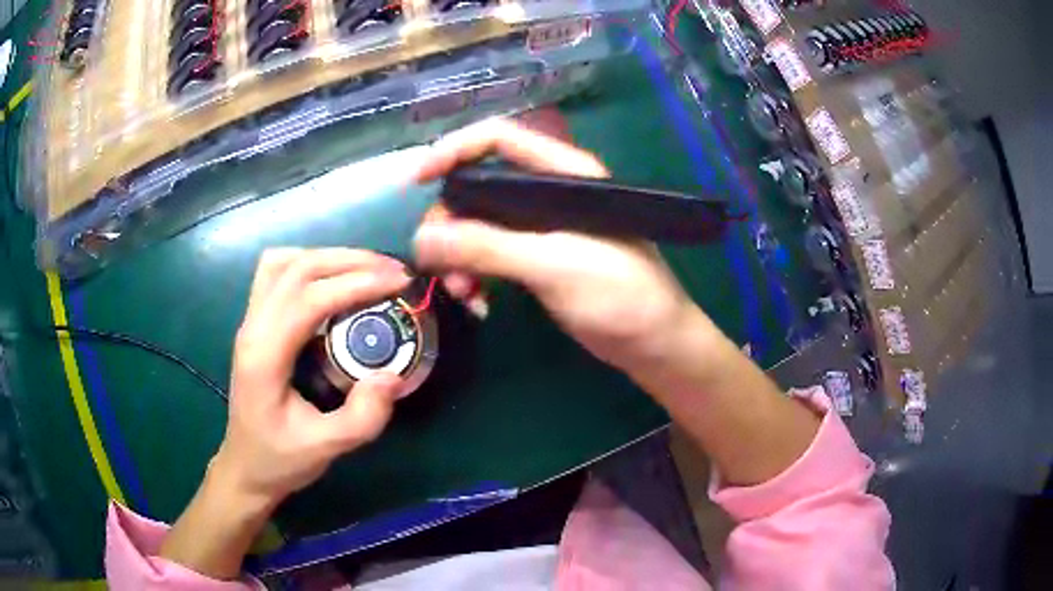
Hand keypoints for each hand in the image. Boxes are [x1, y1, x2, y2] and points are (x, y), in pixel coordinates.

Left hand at [161, 249, 409, 578]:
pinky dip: (307, 264)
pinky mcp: (254, 323)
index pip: (308, 298)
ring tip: (366, 270)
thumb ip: (362, 417)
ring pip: (283, 262)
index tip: (399, 282)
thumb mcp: (325, 449)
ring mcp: (249, 321)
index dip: (356, 283)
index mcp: (264, 356)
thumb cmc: (280, 459)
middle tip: (393, 271)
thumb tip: (392, 375)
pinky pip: (275, 273)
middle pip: (297, 268)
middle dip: (349, 261)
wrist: (244, 467)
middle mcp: (252, 328)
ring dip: (327, 257)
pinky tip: (330, 279)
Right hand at [415, 118, 819, 490]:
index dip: (452, 150)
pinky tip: (477, 301)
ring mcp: (541, 226)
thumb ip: (488, 248)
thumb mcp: (554, 266)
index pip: (497, 140)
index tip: (414, 181)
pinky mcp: (538, 258)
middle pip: (477, 186)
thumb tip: (420, 240)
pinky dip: (475, 273)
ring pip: (479, 225)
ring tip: (463, 293)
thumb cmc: (621, 296)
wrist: (654, 344)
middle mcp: (548, 191)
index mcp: (563, 173)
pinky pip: (490, 255)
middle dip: (450, 224)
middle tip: (437, 265)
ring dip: (459, 256)